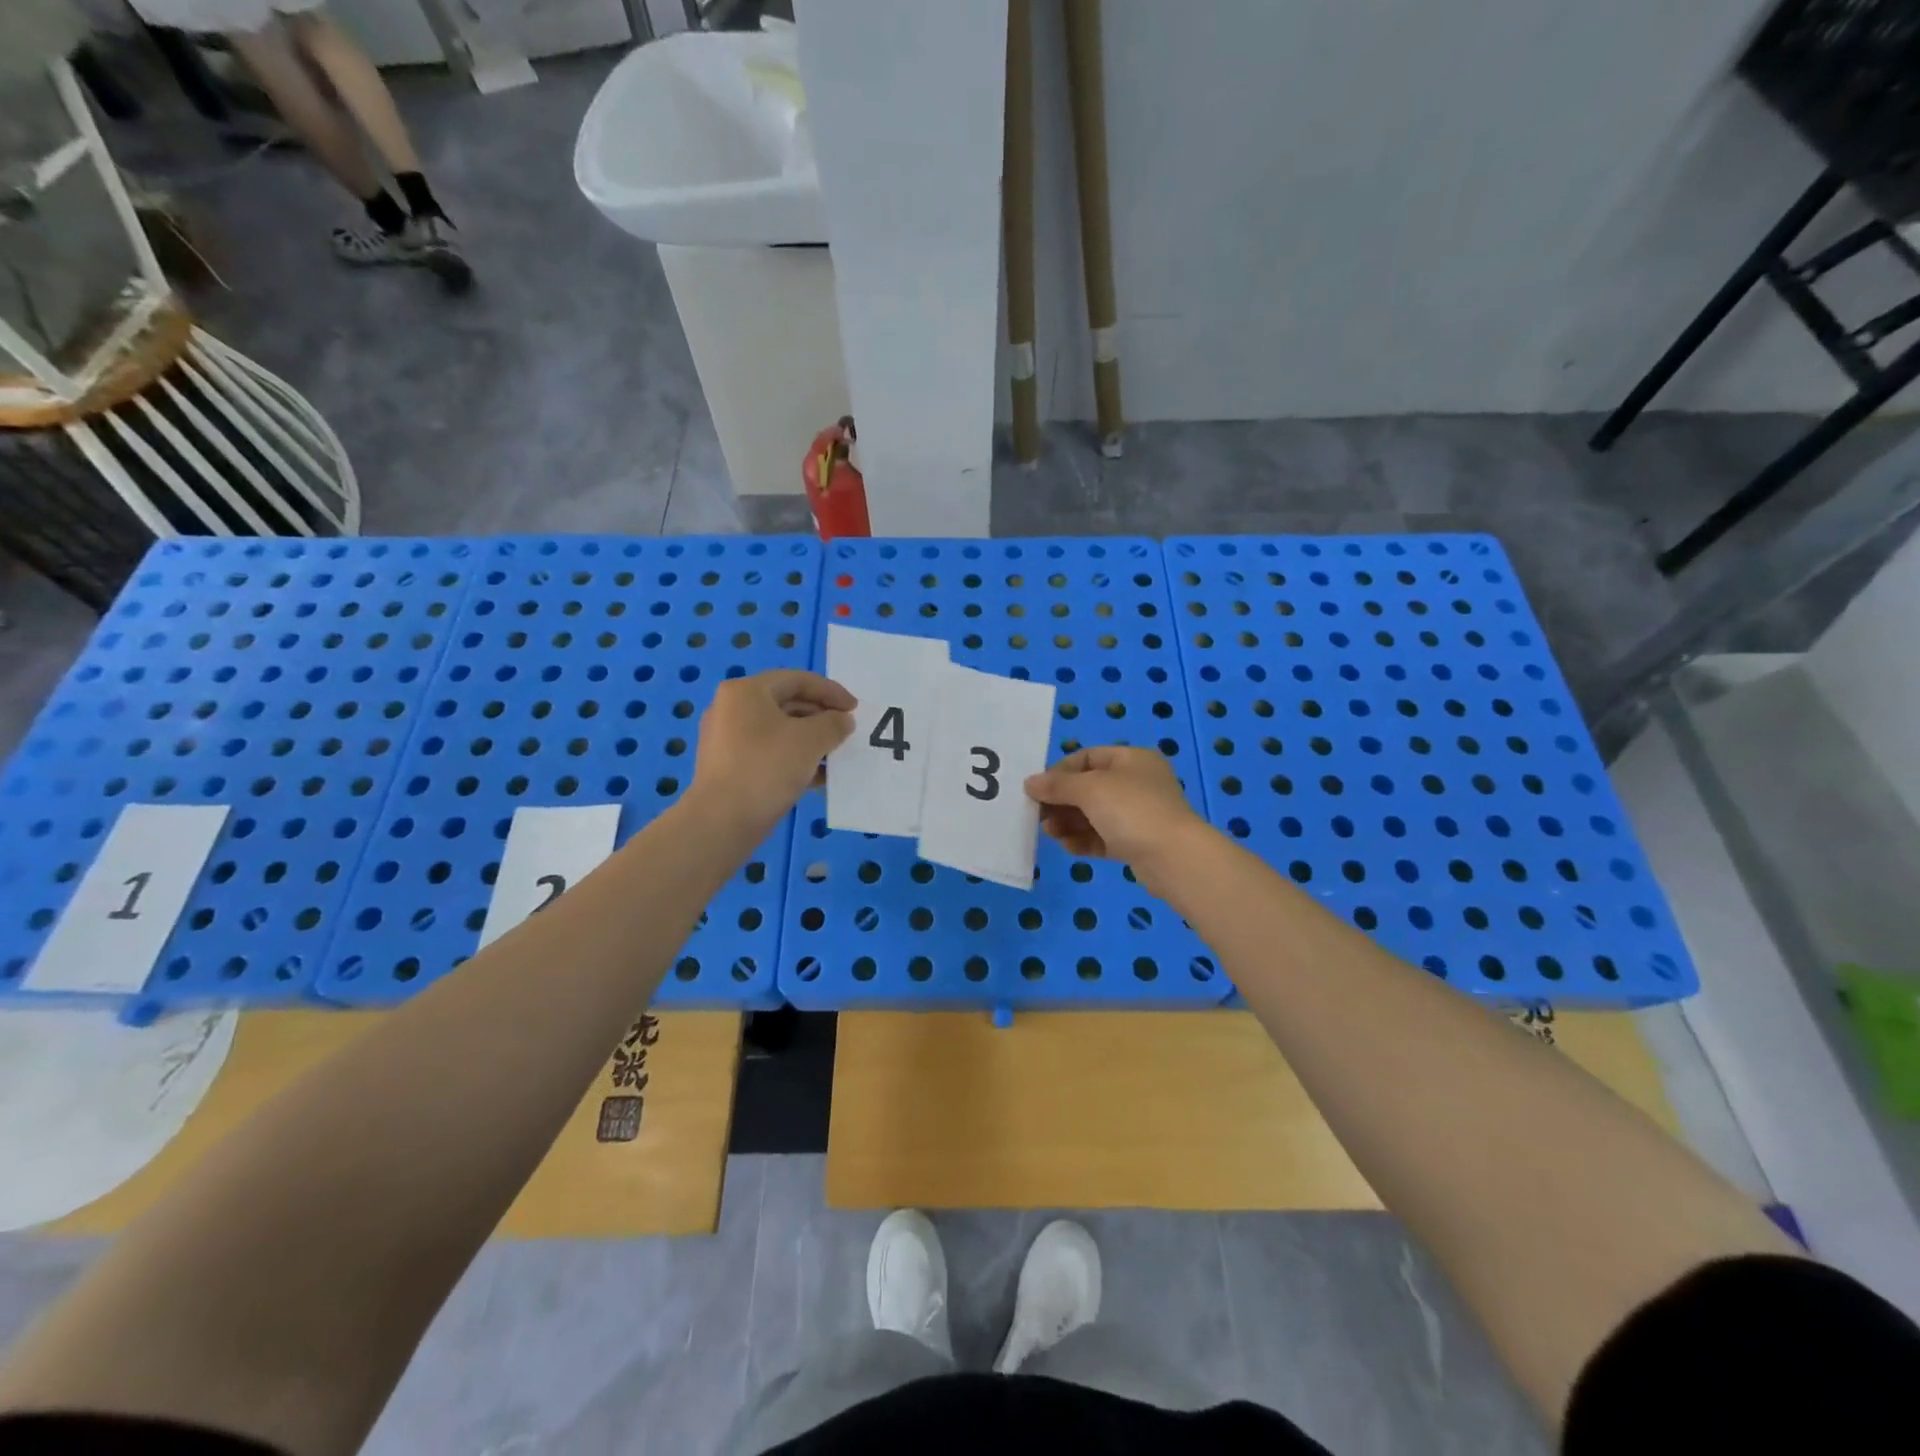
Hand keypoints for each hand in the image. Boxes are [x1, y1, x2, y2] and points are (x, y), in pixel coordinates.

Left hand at [692, 670, 854, 829]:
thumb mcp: (810, 740)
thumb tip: (843, 720)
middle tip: (847, 732)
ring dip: (811, 740)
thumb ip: (834, 724)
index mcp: (747, 691)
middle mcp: (732, 708)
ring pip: (780, 731)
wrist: (722, 821)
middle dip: (821, 717)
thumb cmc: (767, 768)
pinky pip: (770, 753)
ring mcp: (727, 739)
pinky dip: (795, 758)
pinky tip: (818, 777)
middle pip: (787, 703)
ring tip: (837, 756)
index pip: (797, 680)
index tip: (856, 709)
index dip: (831, 691)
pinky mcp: (730, 766)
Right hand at [1024, 746, 1208, 890]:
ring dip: (1068, 822)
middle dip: (1061, 801)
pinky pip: (1103, 837)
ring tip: (1050, 833)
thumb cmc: (1132, 810)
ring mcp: (1138, 815)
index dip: (1059, 772)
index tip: (1037, 789)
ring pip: (1094, 815)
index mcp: (1131, 760)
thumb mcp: (1090, 789)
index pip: (1087, 758)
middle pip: (1088, 788)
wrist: (1174, 858)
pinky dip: (1084, 840)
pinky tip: (1068, 847)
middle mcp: (1136, 783)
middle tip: (1039, 815)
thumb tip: (1030, 782)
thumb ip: (1057, 785)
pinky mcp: (1136, 843)